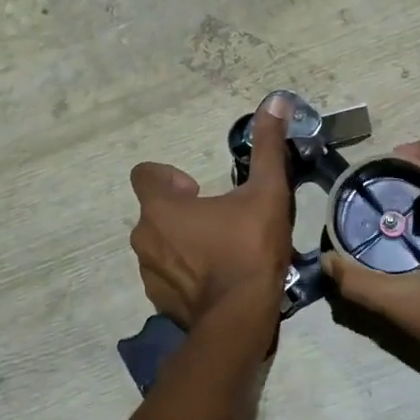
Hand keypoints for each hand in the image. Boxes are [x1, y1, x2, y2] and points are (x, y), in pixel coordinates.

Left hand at [128, 96, 293, 327]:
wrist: (240, 319)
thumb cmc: (249, 249)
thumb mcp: (266, 192)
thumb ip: (268, 147)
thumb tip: (276, 101)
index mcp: (160, 208)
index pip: (144, 174)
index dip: (169, 177)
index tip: (199, 188)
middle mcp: (144, 237)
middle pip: (154, 211)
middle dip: (181, 210)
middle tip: (218, 219)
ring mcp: (148, 272)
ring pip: (159, 244)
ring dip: (181, 241)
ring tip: (219, 250)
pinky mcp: (158, 301)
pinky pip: (166, 275)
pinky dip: (184, 272)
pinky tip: (215, 279)